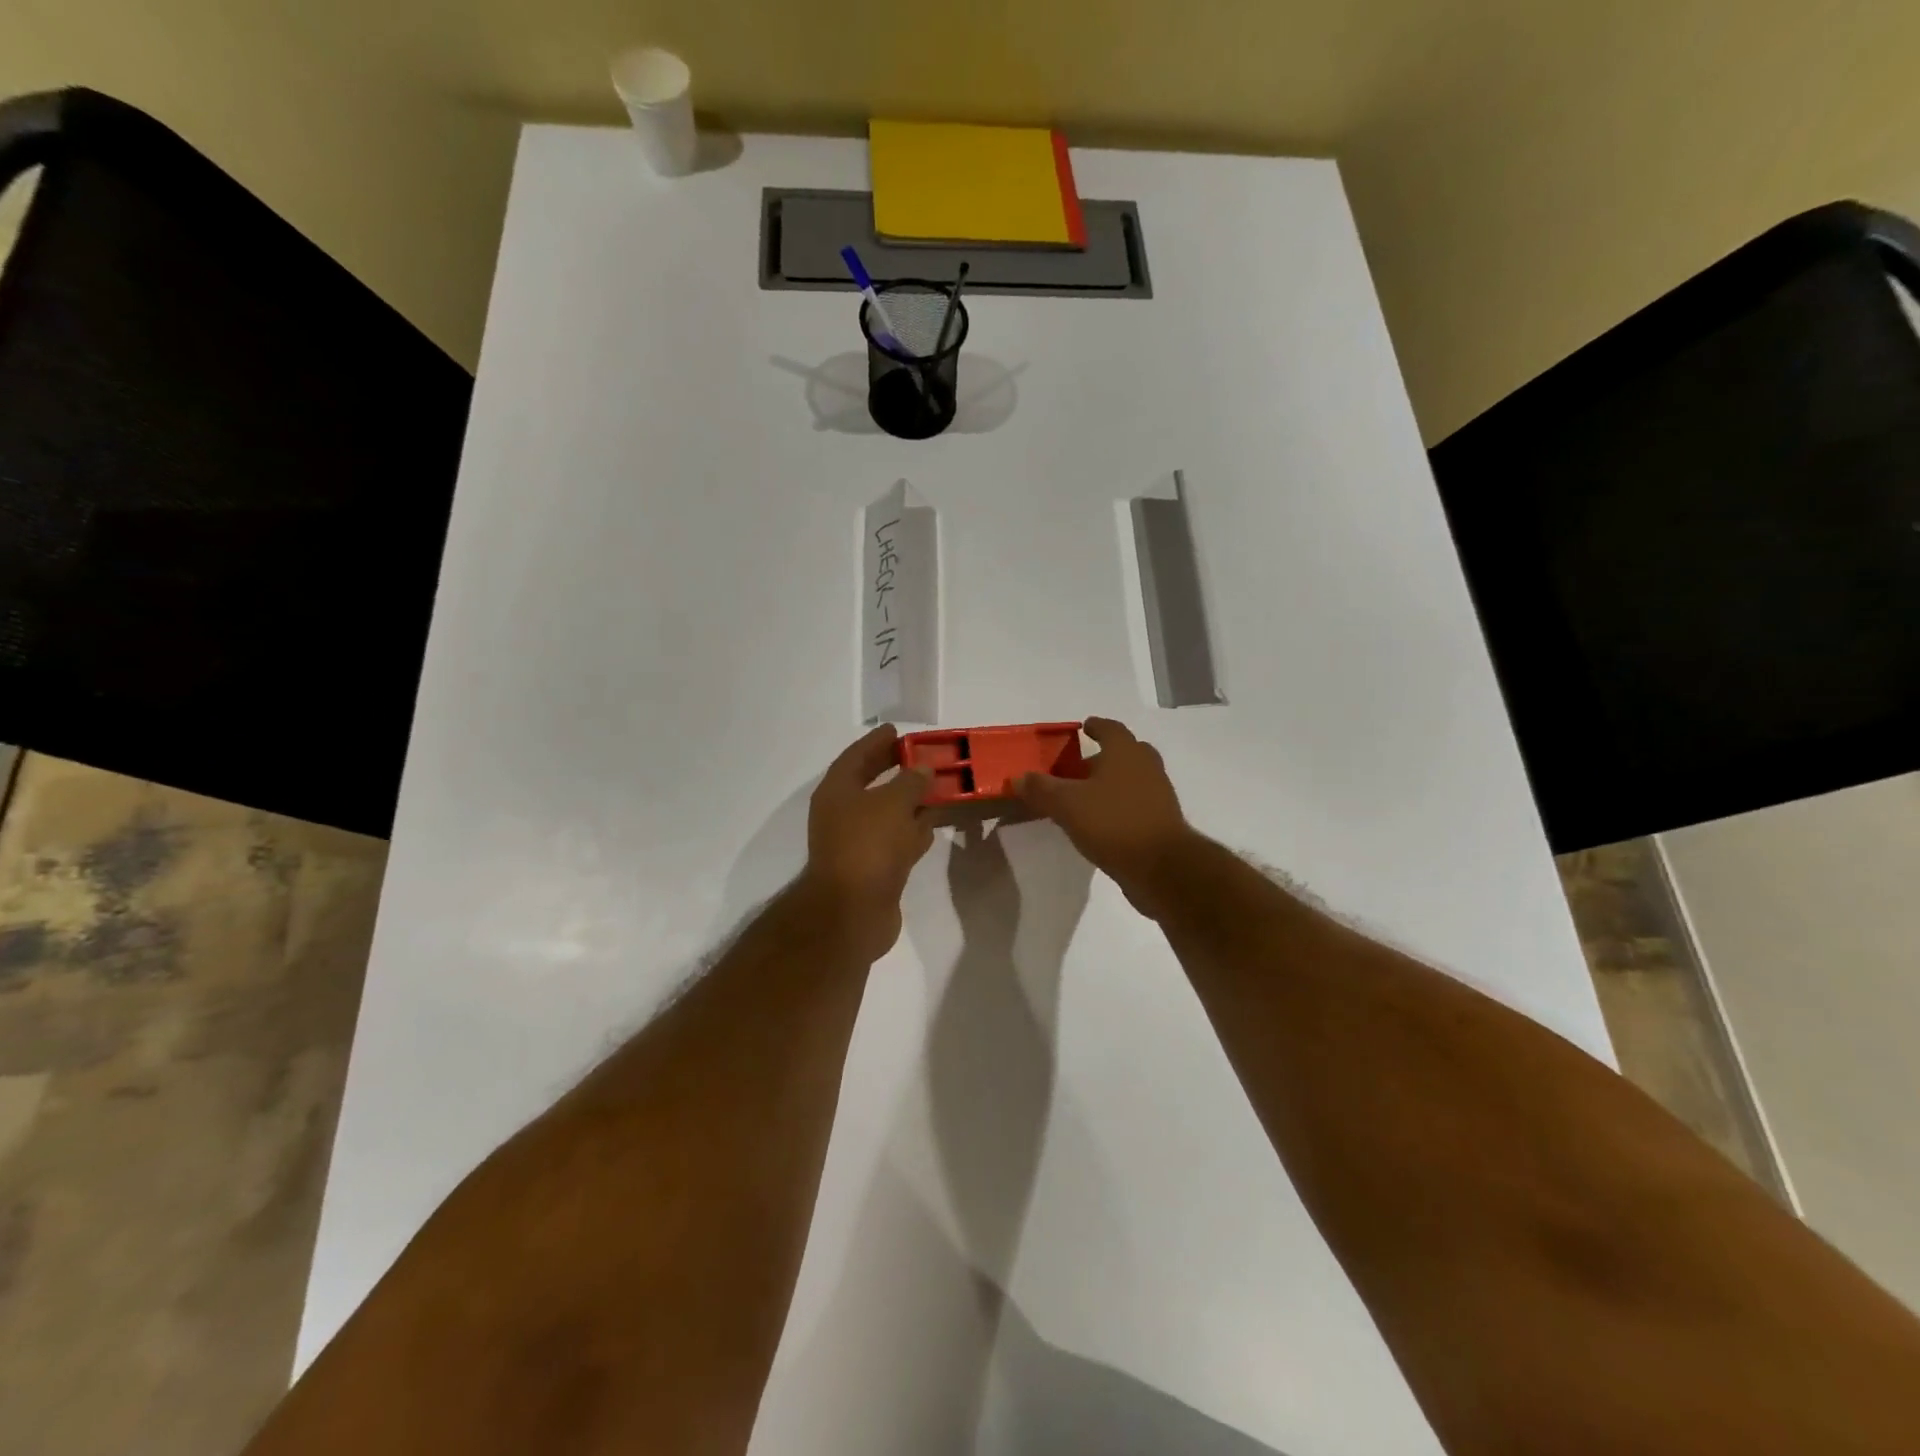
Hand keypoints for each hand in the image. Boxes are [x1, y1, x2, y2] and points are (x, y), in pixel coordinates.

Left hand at [801, 725, 934, 959]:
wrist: (852, 912)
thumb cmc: (868, 845)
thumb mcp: (894, 803)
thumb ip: (912, 781)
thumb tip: (923, 770)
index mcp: (837, 791)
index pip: (856, 756)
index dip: (876, 742)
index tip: (896, 730)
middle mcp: (843, 814)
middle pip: (871, 783)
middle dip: (895, 770)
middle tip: (921, 756)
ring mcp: (857, 843)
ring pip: (887, 813)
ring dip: (909, 801)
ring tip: (937, 787)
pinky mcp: (874, 868)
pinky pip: (896, 839)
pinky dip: (913, 830)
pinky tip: (933, 824)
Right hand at [1017, 717, 1195, 918]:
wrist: (1162, 868)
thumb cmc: (1113, 823)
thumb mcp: (1067, 804)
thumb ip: (1041, 789)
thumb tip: (1018, 777)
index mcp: (1126, 752)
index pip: (1111, 729)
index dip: (1096, 726)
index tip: (1084, 727)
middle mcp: (1146, 767)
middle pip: (1126, 752)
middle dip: (1104, 756)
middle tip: (1079, 766)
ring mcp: (1158, 795)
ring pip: (1132, 779)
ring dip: (1111, 782)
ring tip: (1085, 796)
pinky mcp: (1161, 822)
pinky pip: (1136, 804)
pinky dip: (1119, 805)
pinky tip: (1100, 822)